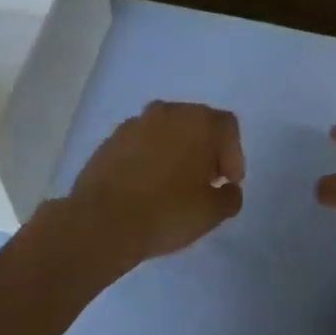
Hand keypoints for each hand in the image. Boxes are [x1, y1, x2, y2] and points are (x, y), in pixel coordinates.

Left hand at [63, 101, 244, 266]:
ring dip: (176, 152)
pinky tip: (147, 187)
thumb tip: (228, 189)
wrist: (101, 222)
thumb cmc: (167, 212)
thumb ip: (231, 196)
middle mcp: (167, 112)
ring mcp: (134, 124)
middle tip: (205, 182)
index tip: (228, 183)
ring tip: (174, 185)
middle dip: (206, 150)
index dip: (233, 155)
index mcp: (199, 122)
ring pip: (167, 132)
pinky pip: (141, 144)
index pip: (227, 128)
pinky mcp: (109, 140)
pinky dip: (150, 158)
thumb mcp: (213, 212)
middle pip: (197, 124)